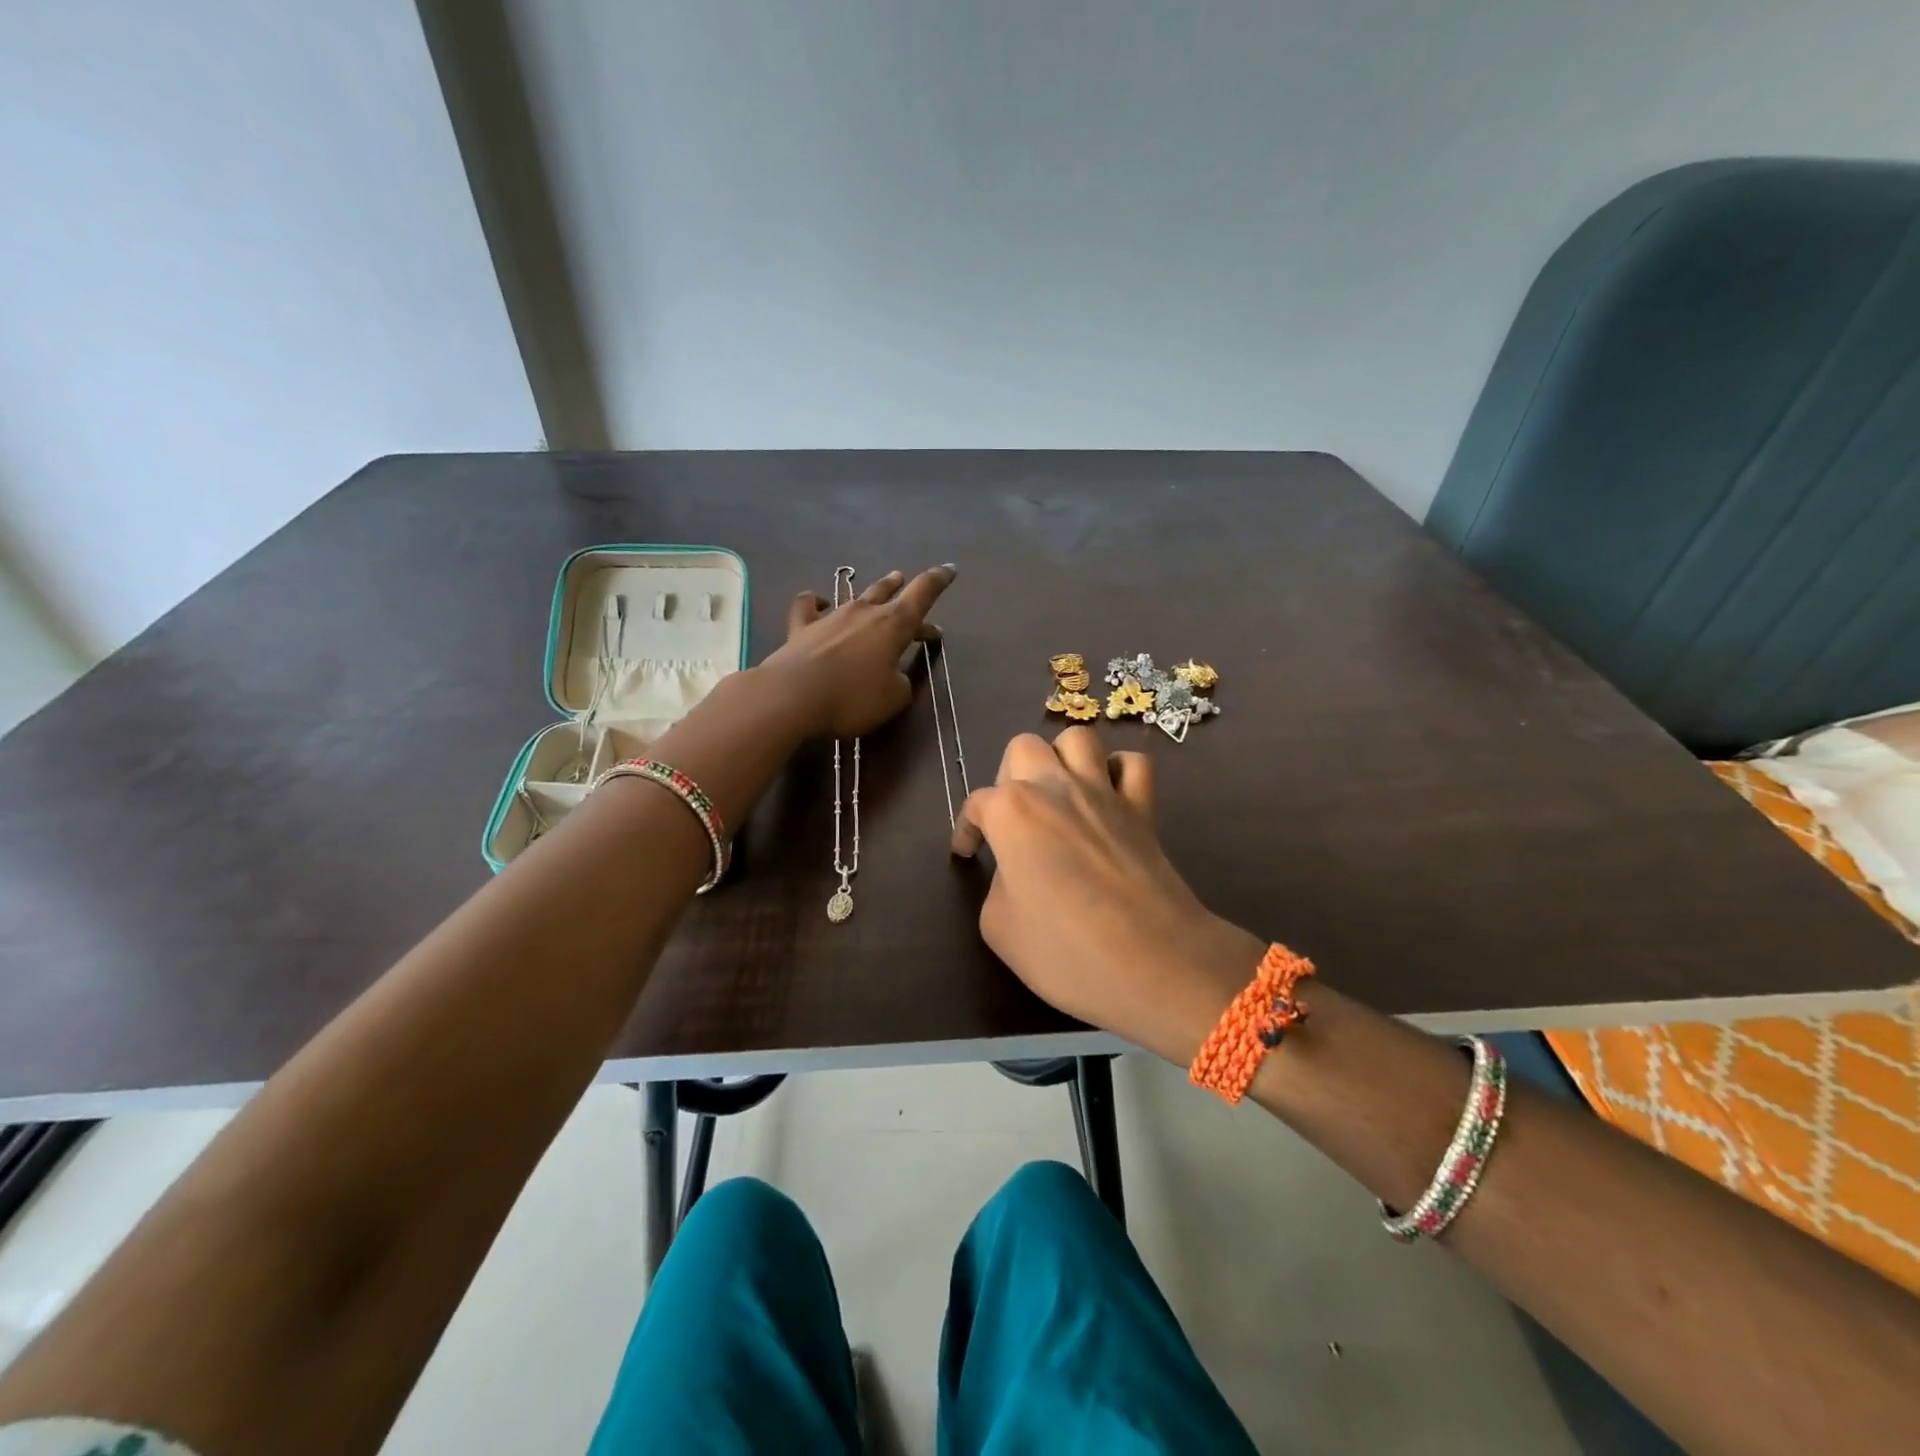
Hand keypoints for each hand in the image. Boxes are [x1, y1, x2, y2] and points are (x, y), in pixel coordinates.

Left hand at [757, 564, 955, 739]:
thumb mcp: (894, 698)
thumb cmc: (852, 698)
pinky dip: (816, 602)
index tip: (950, 569)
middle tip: (910, 586)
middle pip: (889, 593)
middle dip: (904, 590)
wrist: (792, 697)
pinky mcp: (801, 628)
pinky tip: (819, 602)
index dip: (938, 580)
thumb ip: (902, 682)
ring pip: (858, 596)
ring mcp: (830, 617)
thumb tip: (895, 675)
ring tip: (885, 584)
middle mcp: (864, 613)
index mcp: (893, 625)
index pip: (922, 594)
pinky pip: (809, 606)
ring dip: (874, 592)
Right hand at [952, 726, 1265, 1065]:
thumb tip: (1017, 871)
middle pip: (1024, 748)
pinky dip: (1118, 772)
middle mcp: (1055, 786)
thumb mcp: (999, 927)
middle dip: (1010, 776)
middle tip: (1012, 818)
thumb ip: (998, 884)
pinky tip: (1108, 796)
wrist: (1153, 962)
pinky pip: (1133, 765)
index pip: (977, 804)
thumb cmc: (1065, 950)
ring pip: (1078, 739)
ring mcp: (1104, 792)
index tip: (966, 853)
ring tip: (1058, 793)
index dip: (966, 829)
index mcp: (1012, 811)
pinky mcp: (1144, 808)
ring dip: (1062, 758)